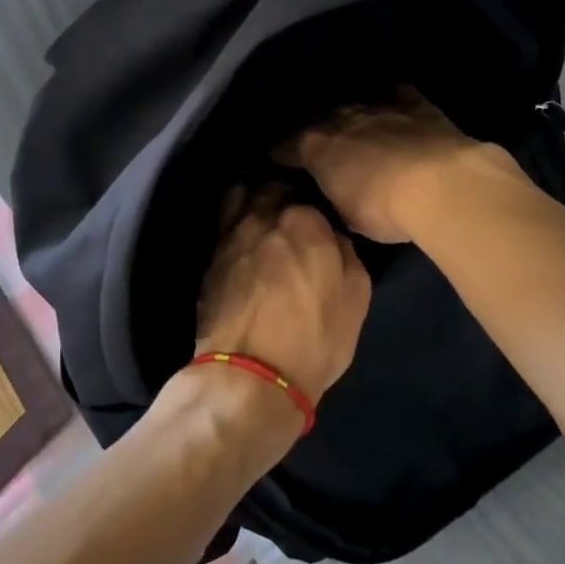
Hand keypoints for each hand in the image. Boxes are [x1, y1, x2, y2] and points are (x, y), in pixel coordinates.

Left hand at [196, 184, 370, 404]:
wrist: (249, 376)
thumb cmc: (314, 338)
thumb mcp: (355, 296)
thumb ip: (346, 252)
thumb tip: (333, 234)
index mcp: (304, 220)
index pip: (308, 191)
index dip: (313, 199)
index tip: (316, 209)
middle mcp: (264, 216)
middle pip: (271, 187)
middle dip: (280, 191)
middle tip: (289, 205)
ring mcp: (231, 235)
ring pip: (241, 197)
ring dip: (252, 197)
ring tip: (261, 209)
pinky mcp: (210, 258)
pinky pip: (223, 222)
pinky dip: (233, 219)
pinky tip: (241, 232)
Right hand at [277, 88, 499, 243]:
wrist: (439, 184)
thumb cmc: (383, 209)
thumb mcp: (347, 216)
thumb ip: (334, 197)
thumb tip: (334, 192)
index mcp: (317, 146)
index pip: (287, 148)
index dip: (281, 156)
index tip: (277, 163)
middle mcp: (341, 118)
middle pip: (322, 122)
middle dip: (320, 134)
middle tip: (324, 149)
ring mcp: (379, 107)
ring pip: (358, 106)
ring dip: (355, 119)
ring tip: (358, 130)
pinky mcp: (416, 105)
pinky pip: (399, 97)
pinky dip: (395, 103)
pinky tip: (398, 107)